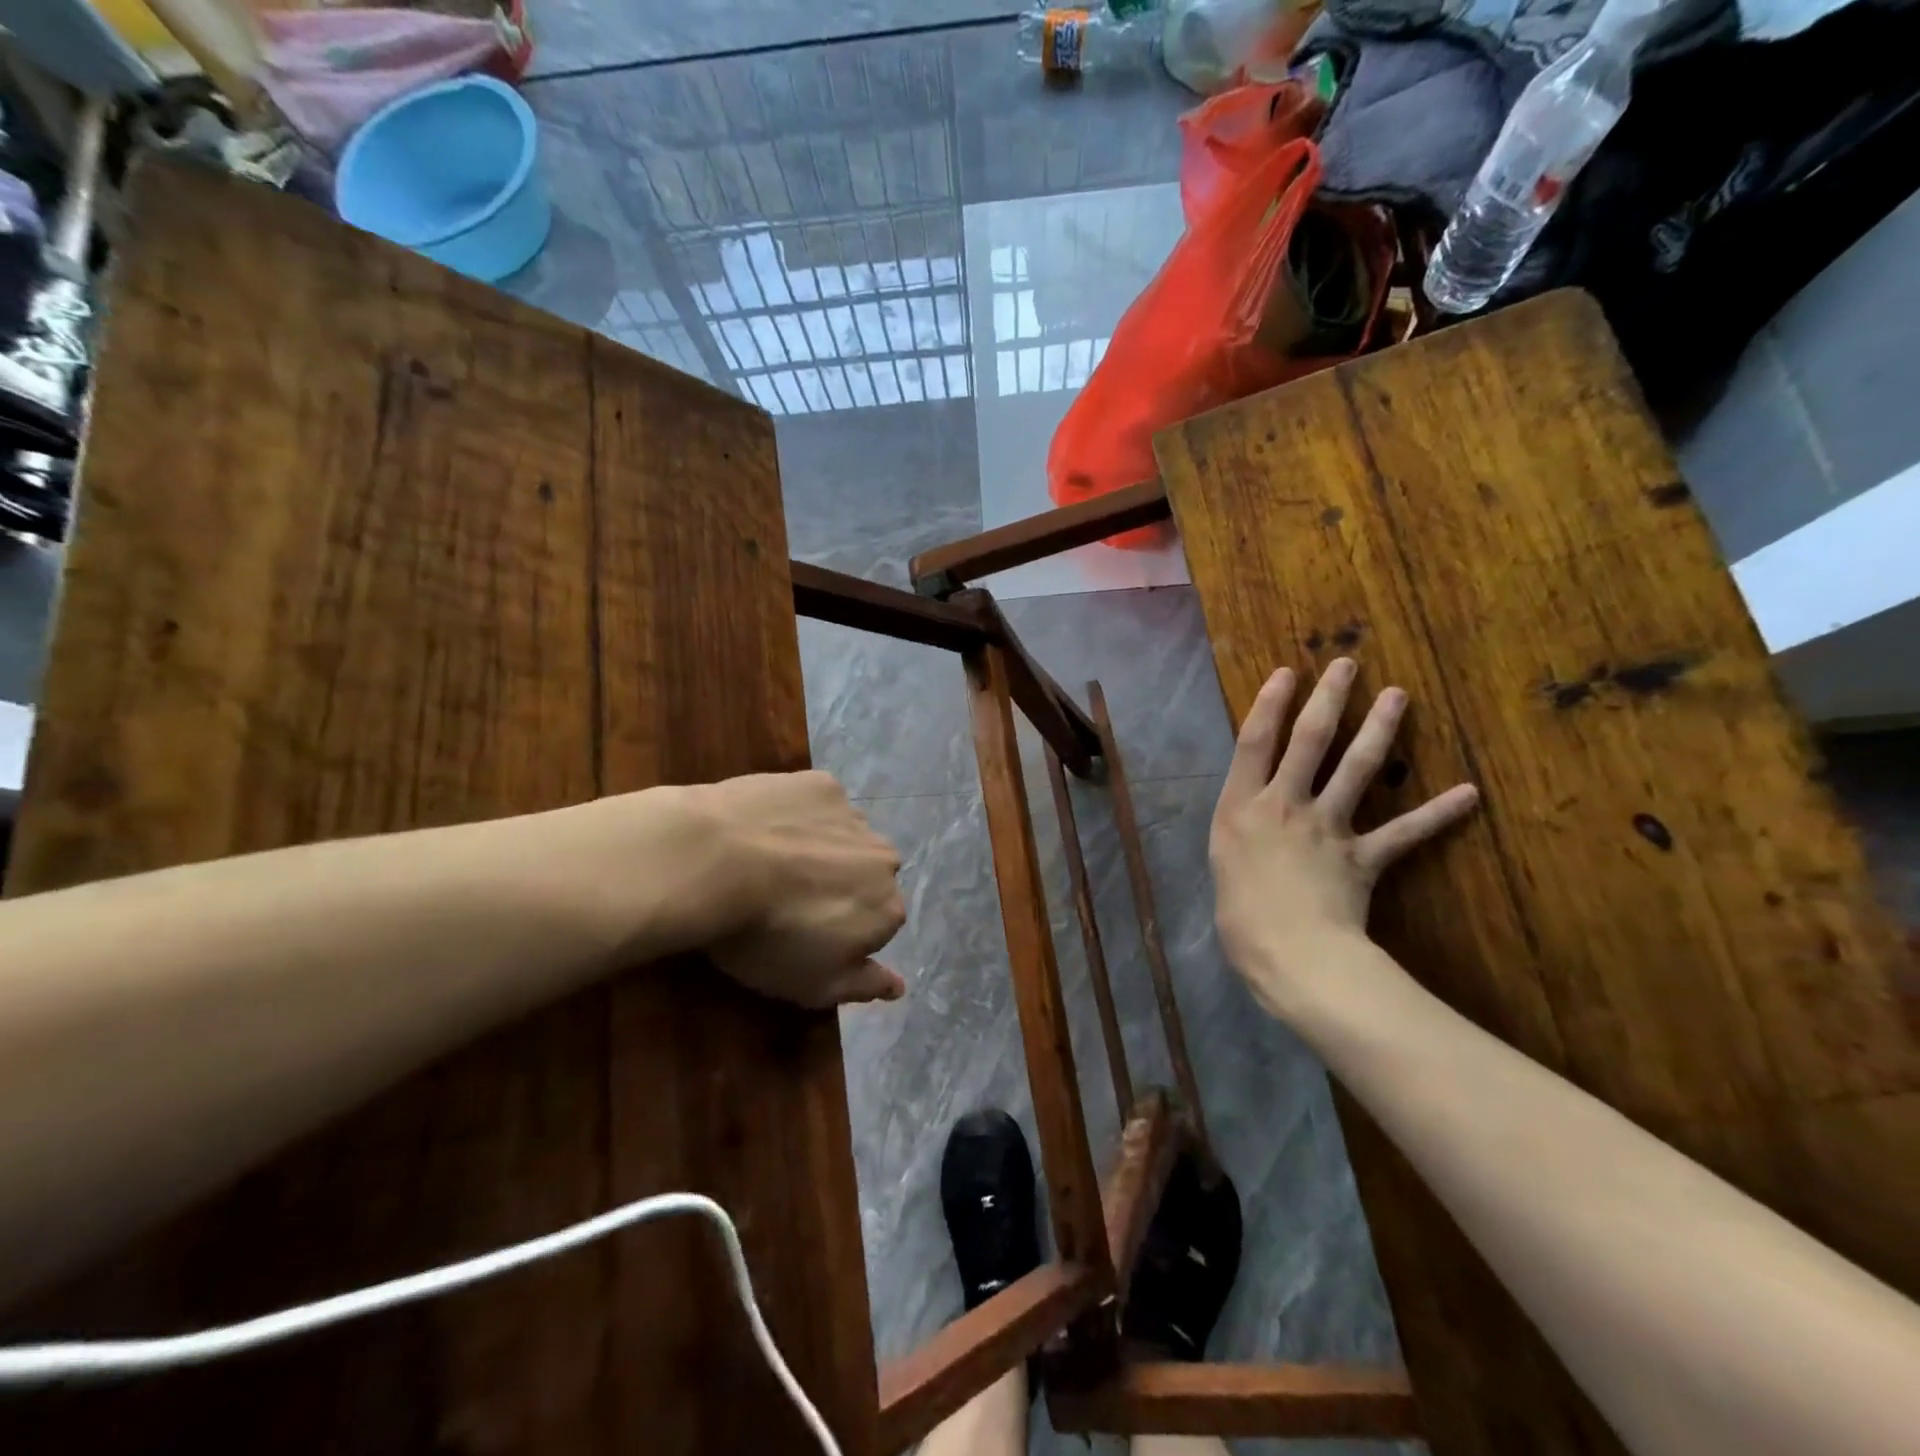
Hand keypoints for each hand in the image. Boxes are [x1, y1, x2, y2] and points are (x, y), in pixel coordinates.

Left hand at [544, 772, 906, 1009]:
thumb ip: (863, 985)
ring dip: (822, 848)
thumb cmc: (764, 937)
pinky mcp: (821, 783)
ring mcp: (853, 816)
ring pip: (845, 837)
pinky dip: (800, 815)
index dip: (841, 932)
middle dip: (838, 886)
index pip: (877, 925)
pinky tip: (766, 827)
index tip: (802, 936)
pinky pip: (819, 804)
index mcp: (888, 909)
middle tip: (787, 898)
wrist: (715, 862)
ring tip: (770, 861)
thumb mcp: (812, 985)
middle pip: (866, 876)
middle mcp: (884, 859)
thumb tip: (900, 986)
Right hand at [1209, 659, 1477, 1015]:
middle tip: (1347, 665)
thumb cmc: (1240, 918)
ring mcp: (1326, 828)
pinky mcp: (1363, 857)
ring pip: (1356, 770)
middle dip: (1327, 700)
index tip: (1286, 673)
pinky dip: (1436, 813)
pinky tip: (1468, 793)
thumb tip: (1256, 825)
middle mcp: (1284, 806)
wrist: (1291, 957)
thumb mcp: (1224, 866)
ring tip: (1397, 696)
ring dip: (1378, 730)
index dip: (1269, 704)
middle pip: (1308, 742)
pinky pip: (1404, 833)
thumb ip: (1242, 835)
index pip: (1255, 743)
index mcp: (1242, 807)